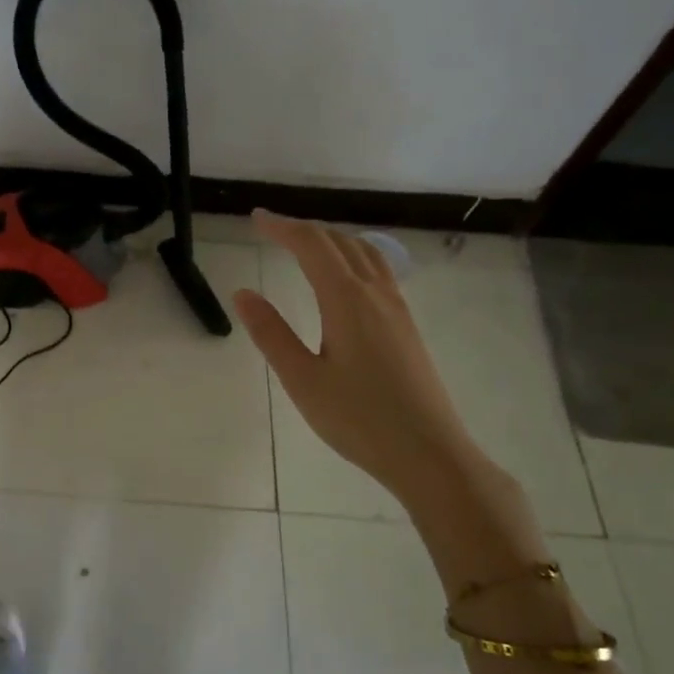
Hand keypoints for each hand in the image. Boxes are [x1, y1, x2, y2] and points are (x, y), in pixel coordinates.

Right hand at [231, 212, 548, 592]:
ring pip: (365, 254)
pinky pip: (379, 272)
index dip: (282, 227)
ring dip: (332, 240)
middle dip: (304, 229)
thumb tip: (243, 293)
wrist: (430, 454)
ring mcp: (397, 309)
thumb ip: (271, 334)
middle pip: (340, 243)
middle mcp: (376, 294)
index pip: (311, 246)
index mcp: (347, 300)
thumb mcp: (303, 380)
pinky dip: (353, 257)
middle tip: (271, 229)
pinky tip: (345, 279)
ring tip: (306, 245)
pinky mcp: (407, 327)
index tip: (255, 219)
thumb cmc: (359, 420)